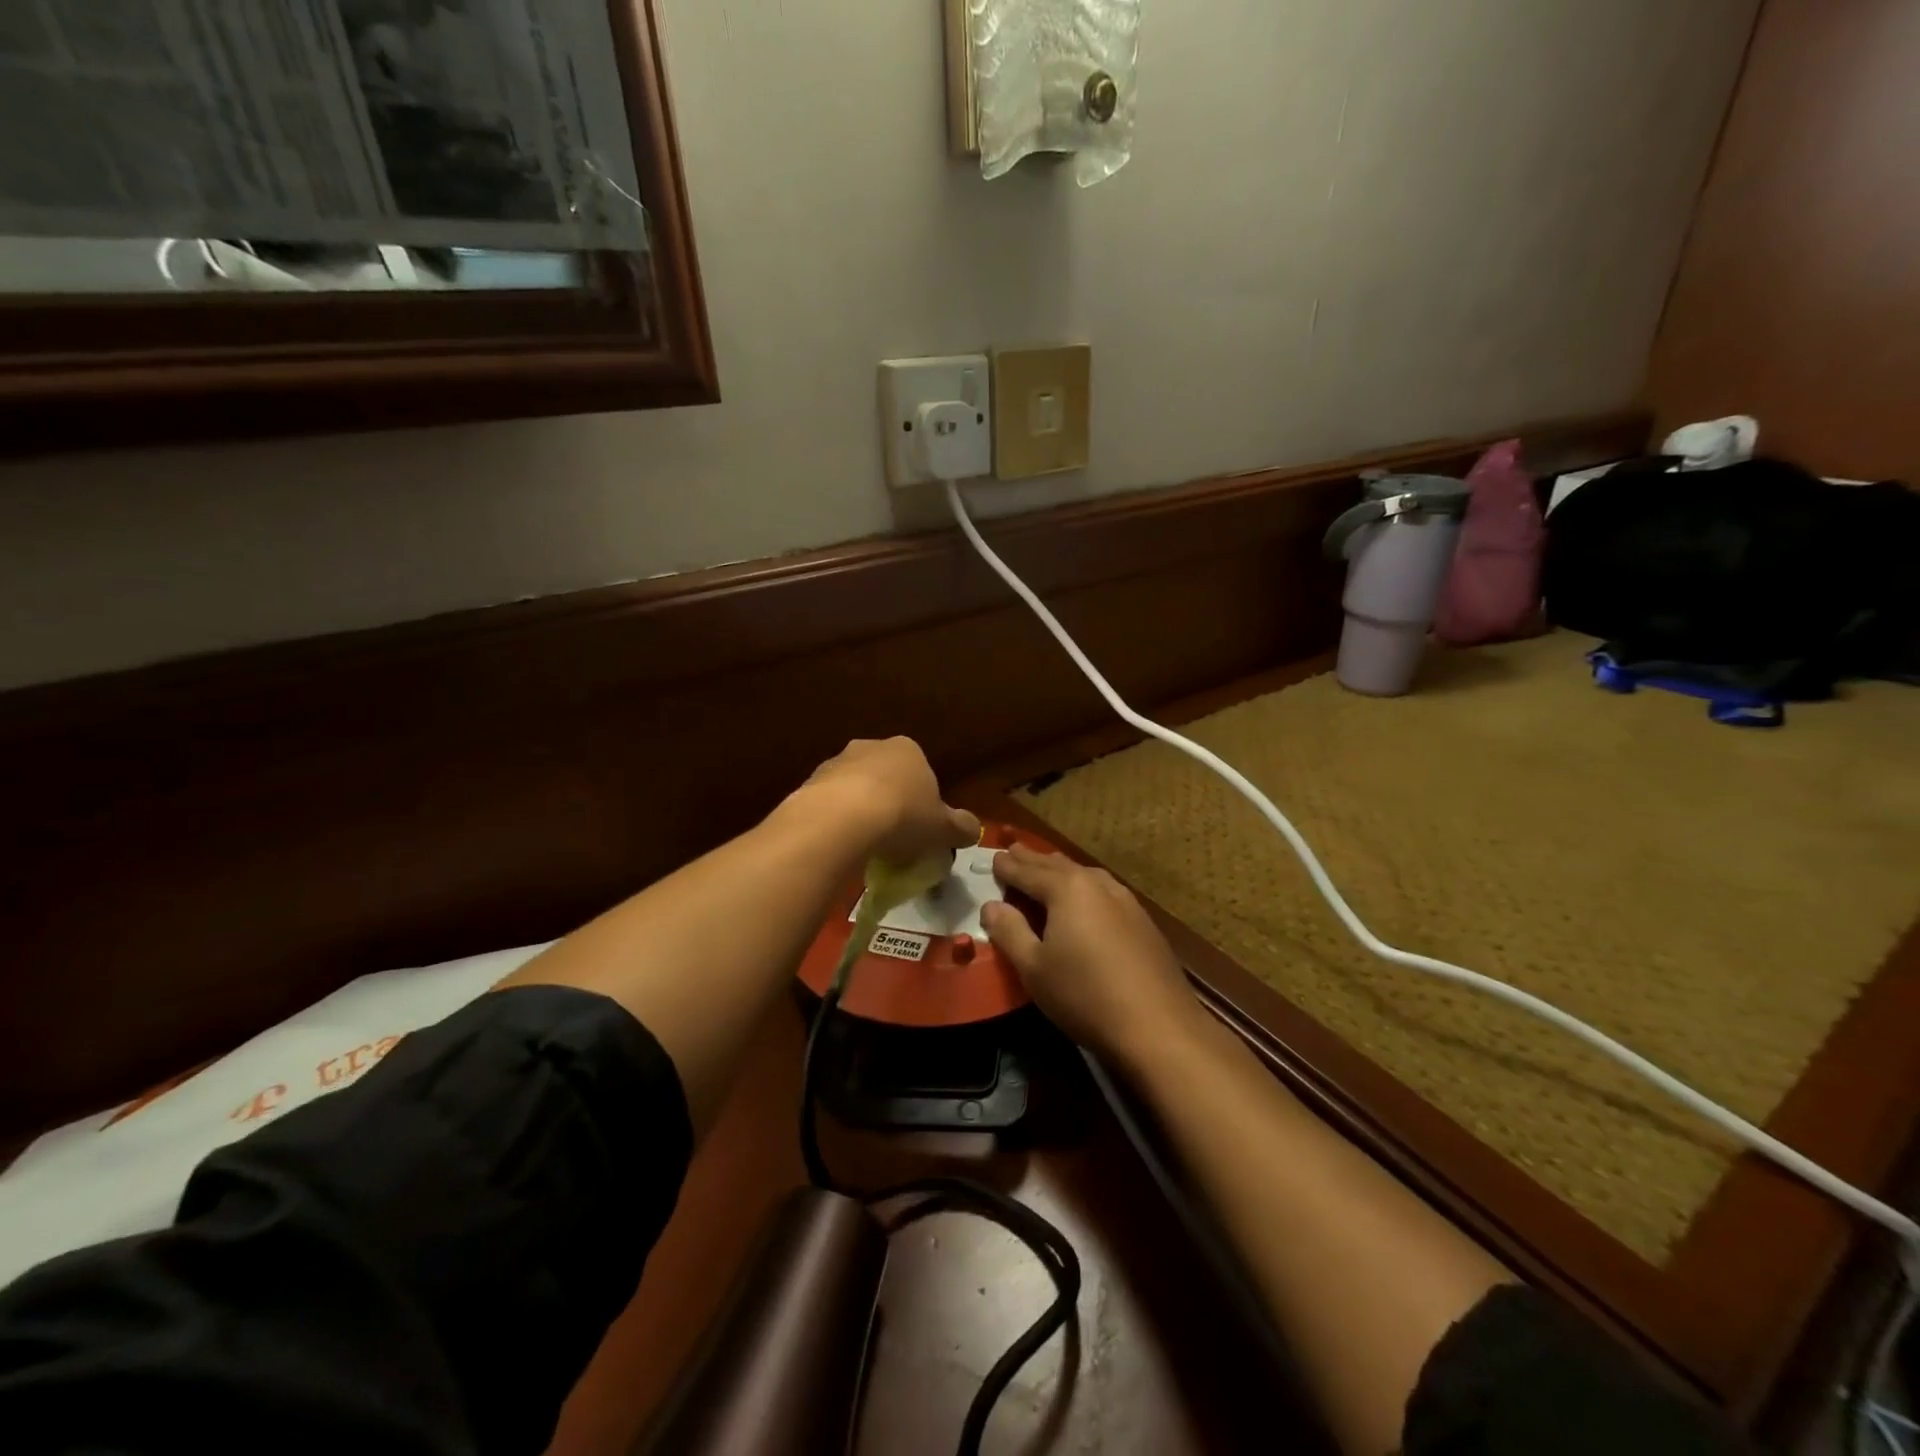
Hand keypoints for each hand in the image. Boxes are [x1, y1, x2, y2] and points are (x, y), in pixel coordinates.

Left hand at [790, 737, 980, 865]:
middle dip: (889, 802)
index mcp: (907, 749)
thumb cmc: (902, 817)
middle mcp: (870, 747)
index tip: (921, 829)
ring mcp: (835, 763)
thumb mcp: (944, 829)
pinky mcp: (808, 783)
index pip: (921, 772)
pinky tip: (840, 845)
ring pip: (853, 789)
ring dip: (859, 811)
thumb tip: (972, 830)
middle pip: (885, 777)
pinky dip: (835, 822)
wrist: (840, 820)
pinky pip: (828, 805)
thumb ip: (962, 827)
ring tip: (865, 846)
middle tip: (894, 838)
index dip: (923, 802)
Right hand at [981, 846, 1204, 1065]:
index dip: (1008, 866)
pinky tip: (1087, 899)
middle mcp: (1097, 884)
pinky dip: (1085, 887)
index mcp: (1067, 889)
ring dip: (1061, 871)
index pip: (1028, 871)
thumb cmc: (1085, 995)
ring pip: (1085, 875)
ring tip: (1047, 868)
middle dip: (1033, 860)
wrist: (1159, 1027)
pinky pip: (1104, 891)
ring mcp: (1126, 901)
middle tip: (1014, 850)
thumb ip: (1009, 931)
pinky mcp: (1143, 922)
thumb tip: (991, 905)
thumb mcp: (1034, 968)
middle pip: (1058, 866)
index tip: (993, 857)